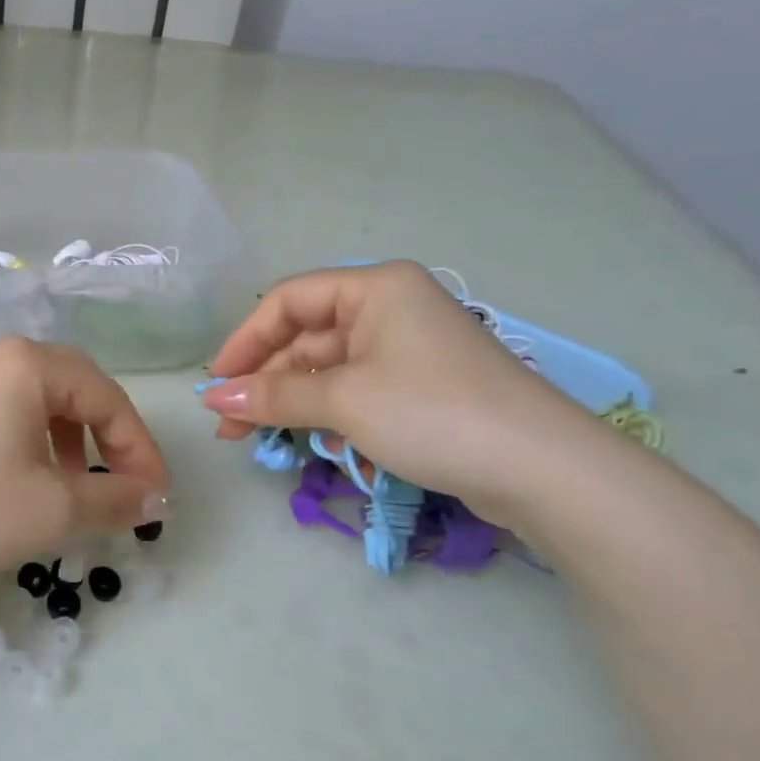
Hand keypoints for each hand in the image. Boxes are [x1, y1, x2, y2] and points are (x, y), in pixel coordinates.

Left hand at [0, 338, 170, 590]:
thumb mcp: (51, 510)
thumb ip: (115, 500)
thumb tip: (156, 499)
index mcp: (28, 363)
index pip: (108, 397)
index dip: (140, 449)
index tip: (157, 497)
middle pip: (77, 387)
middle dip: (109, 438)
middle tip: (125, 485)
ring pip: (42, 398)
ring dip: (72, 438)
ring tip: (77, 485)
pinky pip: (9, 407)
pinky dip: (35, 437)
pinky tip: (31, 475)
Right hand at [199, 261, 599, 523]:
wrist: (546, 472)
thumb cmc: (433, 413)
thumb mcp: (343, 400)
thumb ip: (273, 396)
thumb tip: (213, 400)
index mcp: (376, 289)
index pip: (288, 301)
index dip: (245, 341)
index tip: (216, 385)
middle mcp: (391, 309)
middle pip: (306, 336)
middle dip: (265, 381)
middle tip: (230, 426)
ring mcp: (408, 349)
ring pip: (329, 368)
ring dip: (293, 401)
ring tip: (262, 441)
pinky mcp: (421, 388)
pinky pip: (357, 390)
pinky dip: (329, 413)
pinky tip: (316, 442)